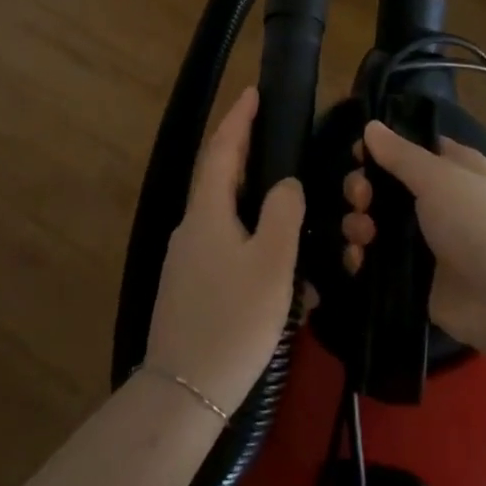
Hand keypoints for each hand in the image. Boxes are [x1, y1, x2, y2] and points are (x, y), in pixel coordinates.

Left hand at [144, 87, 305, 416]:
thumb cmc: (232, 320)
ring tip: (300, 227)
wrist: (185, 394)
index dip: (238, 118)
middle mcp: (193, 228)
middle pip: (224, 180)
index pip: (222, 149)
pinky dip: (260, 255)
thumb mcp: (271, 262)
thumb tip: (285, 184)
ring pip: (233, 222)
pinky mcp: (194, 290)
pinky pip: (232, 256)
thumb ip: (282, 213)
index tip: (252, 92)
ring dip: (264, 218)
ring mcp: (190, 261)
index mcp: (207, 211)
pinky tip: (289, 282)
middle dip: (253, 161)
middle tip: (284, 149)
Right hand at [342, 119, 485, 353]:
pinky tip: (359, 259)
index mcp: (449, 169)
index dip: (379, 149)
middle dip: (361, 188)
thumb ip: (399, 153)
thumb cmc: (477, 223)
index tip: (357, 154)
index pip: (406, 149)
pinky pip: (375, 260)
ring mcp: (422, 241)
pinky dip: (361, 258)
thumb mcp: (438, 177)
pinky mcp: (412, 276)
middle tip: (361, 198)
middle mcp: (434, 201)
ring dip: (357, 223)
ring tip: (363, 234)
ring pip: (373, 222)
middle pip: (382, 186)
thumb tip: (371, 126)